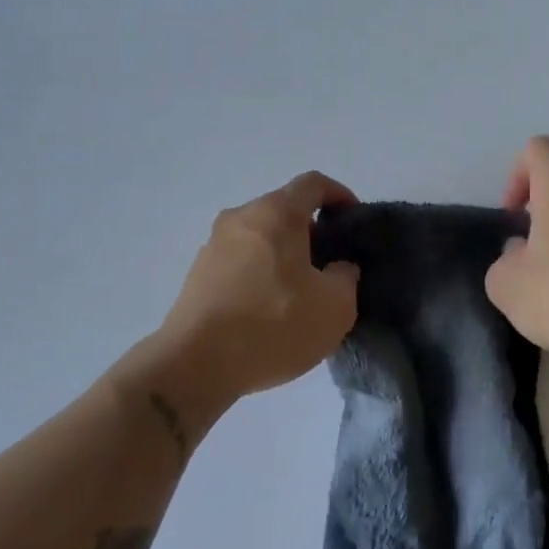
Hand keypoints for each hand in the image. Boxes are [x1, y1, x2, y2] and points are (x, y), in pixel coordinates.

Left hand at [152, 172, 361, 408]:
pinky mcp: (198, 274)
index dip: (339, 194)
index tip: (352, 219)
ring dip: (283, 255)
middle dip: (311, 231)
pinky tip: (268, 310)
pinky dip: (260, 273)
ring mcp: (214, 245)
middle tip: (330, 265)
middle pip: (284, 210)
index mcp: (276, 213)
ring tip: (300, 293)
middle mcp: (241, 217)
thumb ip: (346, 277)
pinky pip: (240, 261)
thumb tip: (337, 268)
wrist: (195, 364)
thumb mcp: (335, 306)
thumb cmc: (273, 325)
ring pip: (260, 237)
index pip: (313, 183)